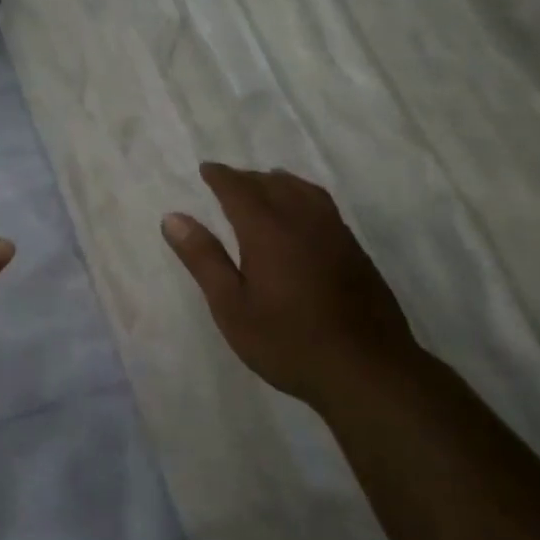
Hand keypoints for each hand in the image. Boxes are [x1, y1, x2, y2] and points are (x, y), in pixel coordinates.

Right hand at [161, 163, 417, 408]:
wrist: (366, 370)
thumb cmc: (287, 341)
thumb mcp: (231, 306)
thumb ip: (203, 258)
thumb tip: (173, 218)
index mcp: (268, 230)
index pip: (239, 190)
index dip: (221, 177)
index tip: (206, 169)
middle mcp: (303, 221)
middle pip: (273, 184)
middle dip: (247, 178)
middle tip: (228, 179)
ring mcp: (335, 234)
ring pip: (304, 191)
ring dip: (279, 182)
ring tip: (266, 183)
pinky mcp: (355, 251)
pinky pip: (324, 206)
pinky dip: (304, 196)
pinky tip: (303, 215)